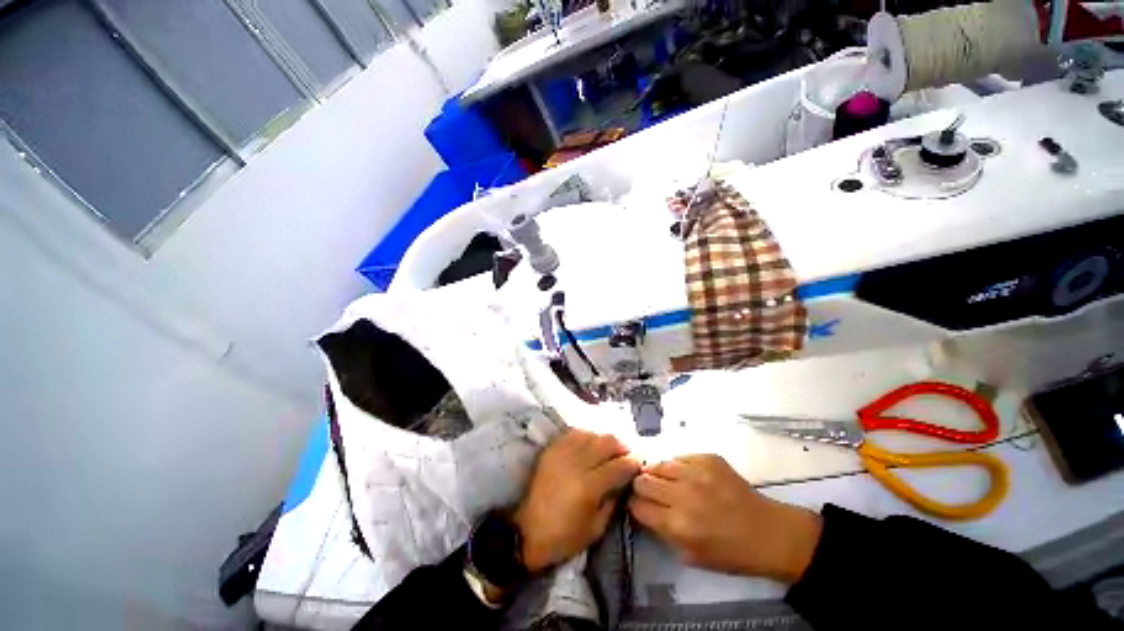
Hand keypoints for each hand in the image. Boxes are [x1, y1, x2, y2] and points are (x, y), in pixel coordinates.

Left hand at [514, 429, 640, 572]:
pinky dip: (587, 435)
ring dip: (604, 439)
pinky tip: (591, 443)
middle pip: (607, 441)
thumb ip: (613, 500)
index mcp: (589, 486)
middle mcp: (577, 462)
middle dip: (622, 446)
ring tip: (609, 449)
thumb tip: (624, 481)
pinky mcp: (552, 449)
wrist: (526, 531)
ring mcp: (562, 452)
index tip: (639, 464)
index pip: (620, 465)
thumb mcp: (596, 528)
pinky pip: (574, 433)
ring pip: (591, 433)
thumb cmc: (563, 537)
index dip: (634, 462)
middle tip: (627, 454)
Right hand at [629, 454, 821, 582]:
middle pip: (642, 480)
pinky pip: (679, 457)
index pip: (637, 505)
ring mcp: (696, 472)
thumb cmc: (730, 552)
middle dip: (641, 488)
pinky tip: (688, 477)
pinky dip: (678, 467)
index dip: (634, 506)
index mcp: (677, 525)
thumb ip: (662, 532)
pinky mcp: (707, 458)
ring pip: (658, 464)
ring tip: (668, 482)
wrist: (768, 532)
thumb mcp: (691, 556)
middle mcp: (683, 495)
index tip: (639, 506)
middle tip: (651, 493)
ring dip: (658, 474)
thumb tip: (643, 510)